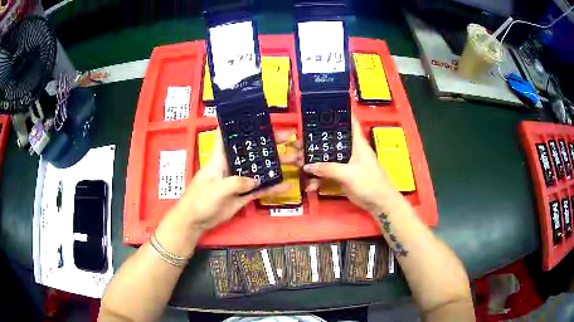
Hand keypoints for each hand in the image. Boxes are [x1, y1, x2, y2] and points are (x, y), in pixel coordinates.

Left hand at [173, 129, 302, 231]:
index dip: (237, 125)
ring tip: (294, 160)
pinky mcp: (242, 196)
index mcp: (220, 159)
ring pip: (259, 170)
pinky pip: (259, 190)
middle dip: (268, 144)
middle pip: (251, 152)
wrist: (195, 221)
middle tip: (288, 138)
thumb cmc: (200, 200)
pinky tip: (285, 185)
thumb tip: (256, 180)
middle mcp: (231, 167)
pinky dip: (272, 188)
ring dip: (274, 165)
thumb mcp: (216, 189)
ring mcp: (238, 181)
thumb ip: (236, 183)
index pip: (226, 136)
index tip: (253, 116)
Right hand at [304, 114, 398, 213]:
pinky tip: (309, 186)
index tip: (324, 108)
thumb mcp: (348, 174)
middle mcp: (350, 150)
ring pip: (326, 158)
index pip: (350, 122)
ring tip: (296, 164)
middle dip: (314, 142)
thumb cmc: (369, 182)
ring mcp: (345, 164)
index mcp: (356, 143)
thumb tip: (307, 166)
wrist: (378, 203)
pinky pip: (327, 174)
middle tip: (297, 142)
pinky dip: (318, 179)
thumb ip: (328, 169)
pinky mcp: (342, 176)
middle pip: (331, 141)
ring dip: (313, 162)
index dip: (340, 113)